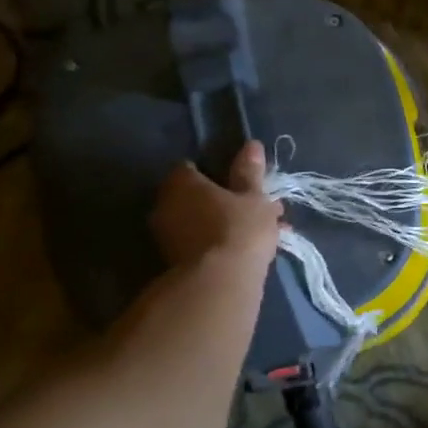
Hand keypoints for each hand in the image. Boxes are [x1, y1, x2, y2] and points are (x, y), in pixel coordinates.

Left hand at [152, 142, 281, 270]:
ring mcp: (165, 236)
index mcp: (182, 183)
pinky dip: (219, 242)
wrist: (220, 282)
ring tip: (262, 232)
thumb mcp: (254, 197)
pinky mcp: (173, 262)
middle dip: (224, 200)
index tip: (237, 182)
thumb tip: (252, 145)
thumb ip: (250, 172)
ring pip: (200, 221)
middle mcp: (165, 205)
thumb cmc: (239, 228)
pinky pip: (200, 243)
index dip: (215, 172)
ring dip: (224, 223)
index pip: (191, 168)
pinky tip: (247, 250)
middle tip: (255, 208)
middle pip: (195, 196)